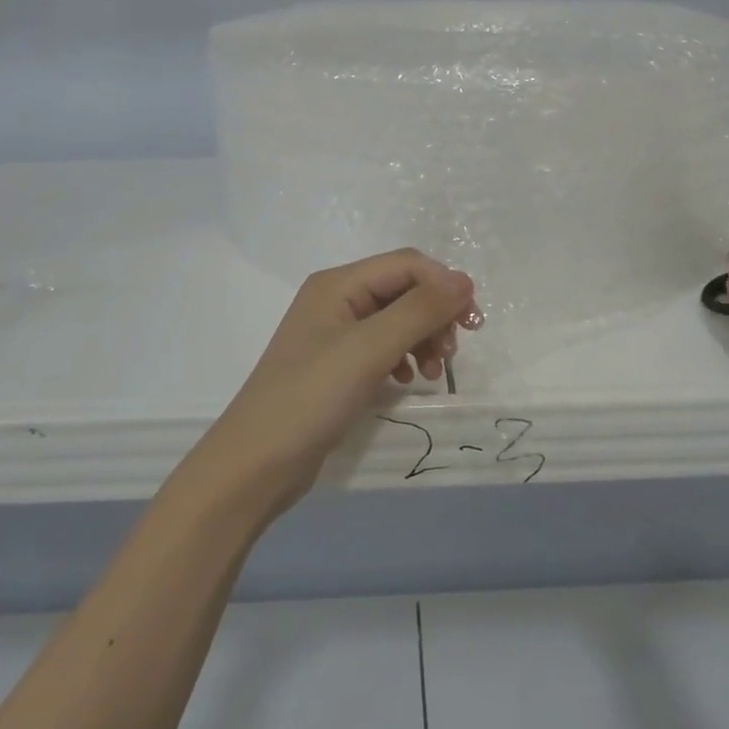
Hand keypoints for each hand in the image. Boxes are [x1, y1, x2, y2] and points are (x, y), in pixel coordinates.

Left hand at [189, 250, 482, 514]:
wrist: (257, 464)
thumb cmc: (312, 397)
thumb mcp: (370, 348)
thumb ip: (419, 310)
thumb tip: (464, 279)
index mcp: (338, 284)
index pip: (407, 264)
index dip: (444, 285)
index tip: (472, 324)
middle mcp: (336, 300)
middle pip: (403, 289)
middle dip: (434, 315)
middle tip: (451, 354)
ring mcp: (335, 334)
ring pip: (396, 319)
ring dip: (423, 338)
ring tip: (433, 373)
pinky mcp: (337, 366)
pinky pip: (383, 347)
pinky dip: (404, 358)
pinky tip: (408, 381)